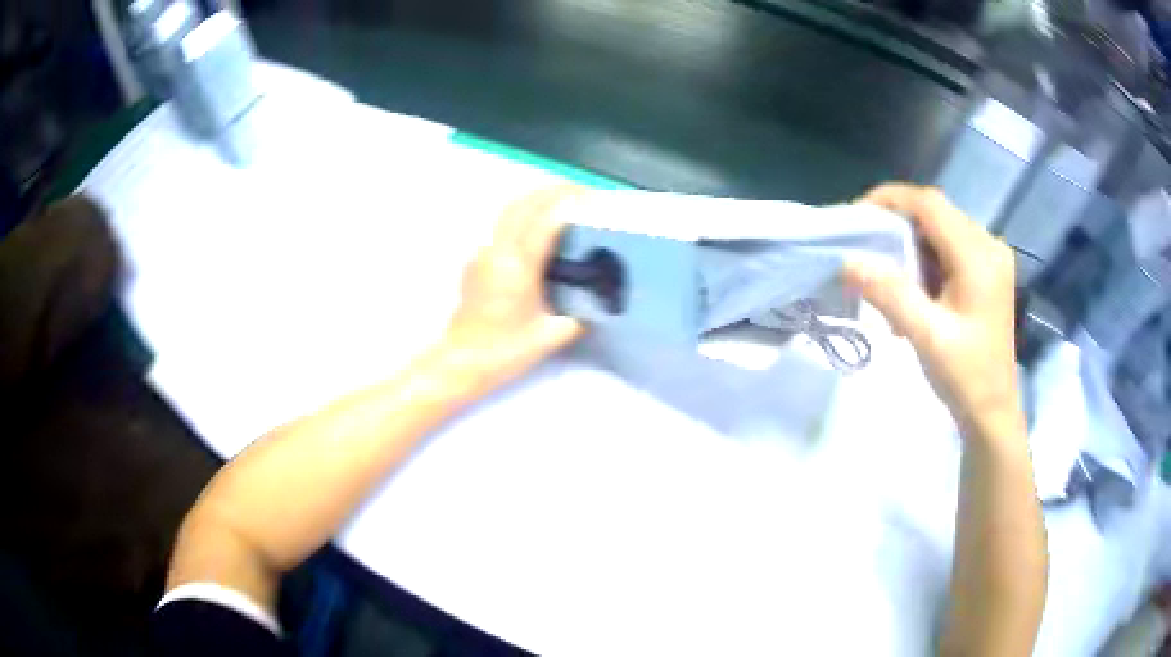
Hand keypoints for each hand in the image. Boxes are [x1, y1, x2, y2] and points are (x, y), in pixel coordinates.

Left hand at [442, 186, 585, 389]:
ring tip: (560, 203)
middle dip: (551, 192)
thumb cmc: (505, 350)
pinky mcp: (476, 262)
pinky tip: (536, 230)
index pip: (545, 220)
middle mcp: (497, 251)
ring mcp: (482, 253)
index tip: (590, 197)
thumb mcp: (550, 335)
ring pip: (508, 213)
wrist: (462, 361)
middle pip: (523, 205)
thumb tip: (598, 301)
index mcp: (517, 265)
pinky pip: (501, 228)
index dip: (568, 203)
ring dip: (534, 201)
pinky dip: (522, 217)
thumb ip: (579, 315)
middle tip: (578, 192)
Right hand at [844, 183, 1020, 435]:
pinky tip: (913, 291)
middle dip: (897, 224)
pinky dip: (924, 260)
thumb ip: (890, 294)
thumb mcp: (927, 337)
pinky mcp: (987, 272)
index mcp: (979, 256)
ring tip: (886, 276)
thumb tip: (847, 261)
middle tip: (865, 248)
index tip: (855, 216)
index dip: (890, 200)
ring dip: (909, 245)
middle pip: (935, 214)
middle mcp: (988, 246)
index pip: (930, 205)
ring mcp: (990, 259)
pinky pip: (949, 249)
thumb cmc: (965, 377)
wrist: (992, 412)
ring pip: (940, 230)